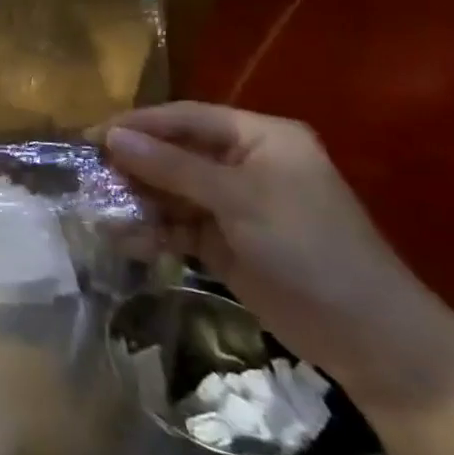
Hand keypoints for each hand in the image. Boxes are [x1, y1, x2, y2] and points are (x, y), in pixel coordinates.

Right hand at [103, 102, 453, 414]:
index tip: (91, 136)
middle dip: (132, 165)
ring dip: (136, 200)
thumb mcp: (240, 199)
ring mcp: (230, 203)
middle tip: (87, 175)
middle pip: (172, 153)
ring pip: (168, 190)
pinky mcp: (221, 240)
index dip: (137, 124)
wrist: (366, 336)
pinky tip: (123, 239)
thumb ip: (173, 167)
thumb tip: (112, 137)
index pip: (184, 118)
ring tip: (98, 211)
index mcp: (258, 138)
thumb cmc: (310, 248)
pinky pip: (174, 225)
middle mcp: (241, 163)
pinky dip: (150, 230)